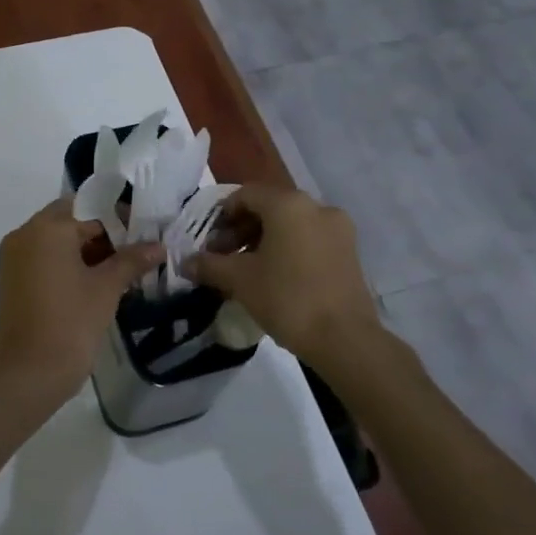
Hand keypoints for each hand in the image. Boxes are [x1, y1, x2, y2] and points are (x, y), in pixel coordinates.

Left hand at [0, 199, 162, 403]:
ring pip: (54, 241)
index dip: (118, 221)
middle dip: (100, 234)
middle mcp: (24, 235)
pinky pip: (42, 259)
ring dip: (83, 250)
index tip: (142, 236)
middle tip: (131, 253)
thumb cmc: (70, 324)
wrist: (28, 376)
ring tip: (116, 270)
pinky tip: (91, 284)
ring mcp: (13, 259)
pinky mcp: (10, 280)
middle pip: (69, 221)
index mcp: (46, 229)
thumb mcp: (106, 289)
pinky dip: (64, 264)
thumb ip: (131, 260)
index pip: (89, 210)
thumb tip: (158, 246)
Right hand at [180, 185, 383, 372]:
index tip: (209, 242)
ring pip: (291, 224)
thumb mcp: (240, 280)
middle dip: (242, 229)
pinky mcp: (350, 252)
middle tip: (224, 257)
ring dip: (264, 240)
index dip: (222, 216)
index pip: (246, 195)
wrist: (344, 339)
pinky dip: (289, 249)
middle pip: (269, 207)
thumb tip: (185, 262)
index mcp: (288, 204)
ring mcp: (338, 229)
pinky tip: (276, 276)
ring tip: (247, 270)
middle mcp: (317, 206)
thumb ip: (209, 265)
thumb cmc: (287, 298)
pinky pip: (310, 239)